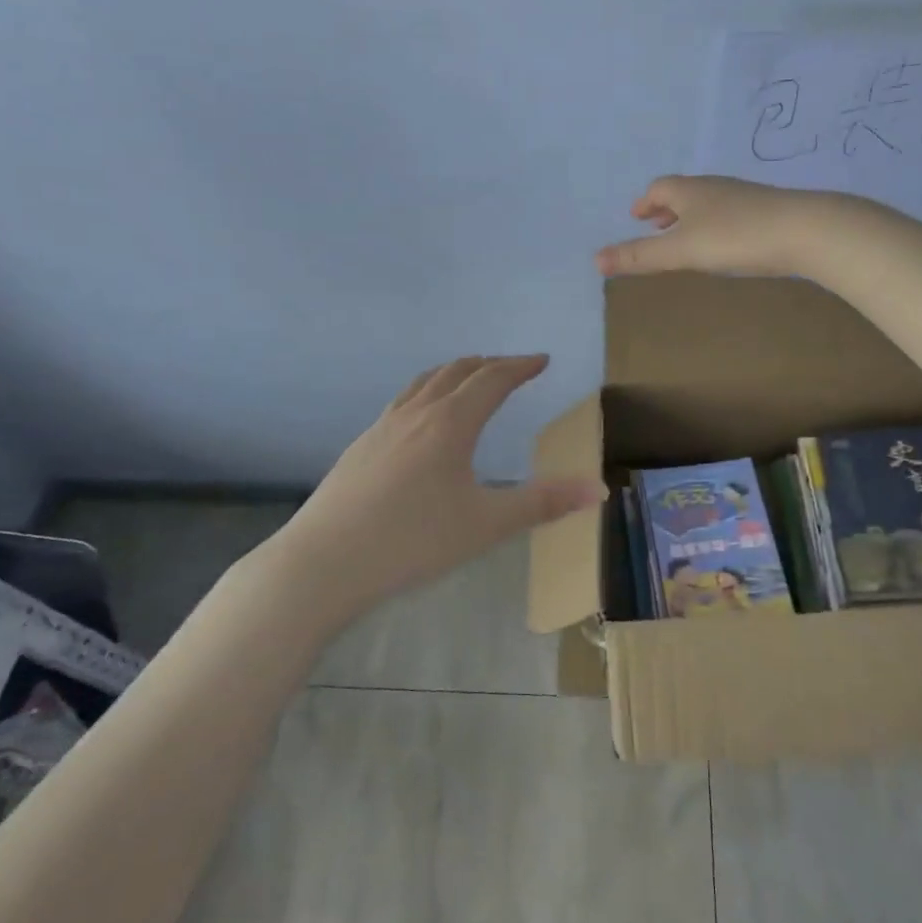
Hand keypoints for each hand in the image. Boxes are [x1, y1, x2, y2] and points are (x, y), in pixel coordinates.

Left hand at [267, 355, 601, 620]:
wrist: (324, 562)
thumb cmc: (413, 541)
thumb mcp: (486, 524)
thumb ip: (543, 503)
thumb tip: (597, 488)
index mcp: (450, 422)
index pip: (493, 379)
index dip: (521, 366)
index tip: (542, 360)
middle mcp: (416, 413)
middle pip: (457, 371)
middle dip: (490, 364)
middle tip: (513, 368)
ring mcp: (382, 427)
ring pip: (424, 382)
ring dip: (454, 373)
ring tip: (470, 379)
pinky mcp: (361, 446)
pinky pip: (403, 402)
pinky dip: (427, 392)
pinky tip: (422, 422)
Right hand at [594, 175, 849, 279]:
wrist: (806, 231)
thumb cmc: (735, 237)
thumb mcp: (681, 251)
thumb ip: (640, 257)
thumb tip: (595, 259)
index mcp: (690, 191)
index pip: (660, 188)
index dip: (645, 202)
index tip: (637, 216)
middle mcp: (716, 188)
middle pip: (685, 193)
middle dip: (667, 209)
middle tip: (656, 226)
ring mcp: (745, 198)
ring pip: (710, 203)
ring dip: (692, 217)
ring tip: (688, 238)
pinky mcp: (768, 212)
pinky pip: (732, 214)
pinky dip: (717, 225)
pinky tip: (727, 245)